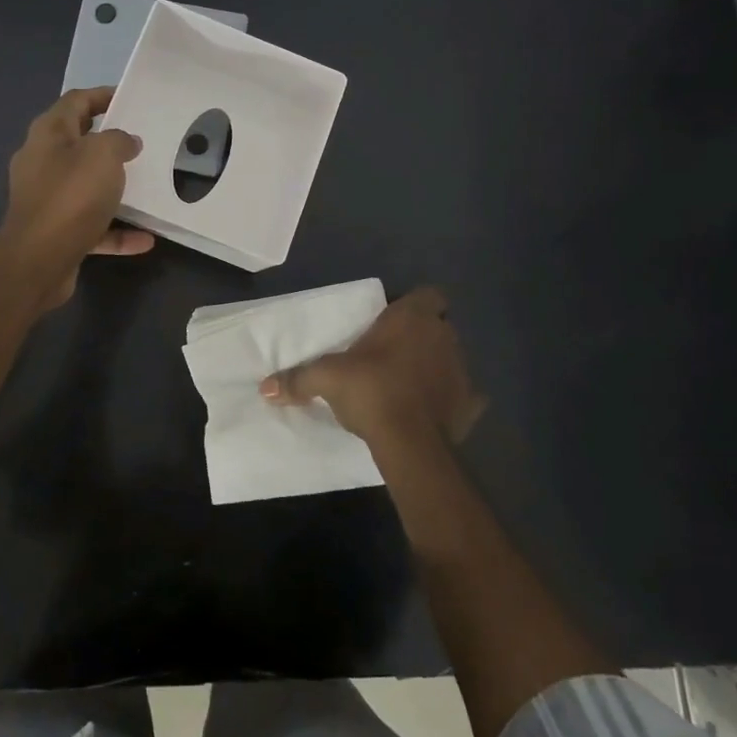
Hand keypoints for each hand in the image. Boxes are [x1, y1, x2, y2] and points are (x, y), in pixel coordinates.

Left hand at [0, 87, 153, 306]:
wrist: (38, 261)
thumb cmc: (71, 196)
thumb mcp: (103, 155)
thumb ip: (119, 141)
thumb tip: (126, 142)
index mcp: (48, 134)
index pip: (75, 102)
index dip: (102, 96)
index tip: (129, 100)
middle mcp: (42, 162)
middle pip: (79, 143)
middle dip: (109, 142)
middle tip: (140, 142)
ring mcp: (47, 199)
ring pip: (86, 186)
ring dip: (114, 187)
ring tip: (145, 186)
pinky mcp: (56, 232)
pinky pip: (92, 225)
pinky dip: (116, 230)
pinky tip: (145, 239)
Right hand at [260, 287, 484, 449]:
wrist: (411, 442)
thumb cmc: (371, 390)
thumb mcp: (327, 379)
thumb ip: (298, 378)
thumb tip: (265, 386)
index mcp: (413, 318)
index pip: (429, 294)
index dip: (414, 304)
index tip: (393, 321)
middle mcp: (444, 336)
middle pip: (438, 326)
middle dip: (421, 336)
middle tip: (393, 353)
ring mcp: (463, 369)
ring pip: (451, 358)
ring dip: (435, 366)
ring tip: (408, 383)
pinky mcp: (471, 403)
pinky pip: (464, 395)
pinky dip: (450, 400)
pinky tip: (432, 411)